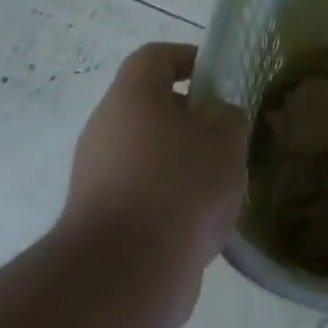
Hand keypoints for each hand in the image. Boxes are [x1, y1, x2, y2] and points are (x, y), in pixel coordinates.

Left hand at [63, 42, 249, 280]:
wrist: (127, 270)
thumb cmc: (181, 186)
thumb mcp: (226, 141)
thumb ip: (230, 118)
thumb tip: (219, 117)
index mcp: (132, 97)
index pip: (155, 57)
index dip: (188, 58)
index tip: (219, 77)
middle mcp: (105, 128)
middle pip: (150, 107)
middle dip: (192, 118)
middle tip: (227, 136)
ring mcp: (97, 174)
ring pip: (147, 152)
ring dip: (182, 161)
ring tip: (220, 184)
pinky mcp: (100, 215)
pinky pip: (141, 190)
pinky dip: (169, 197)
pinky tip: (200, 221)